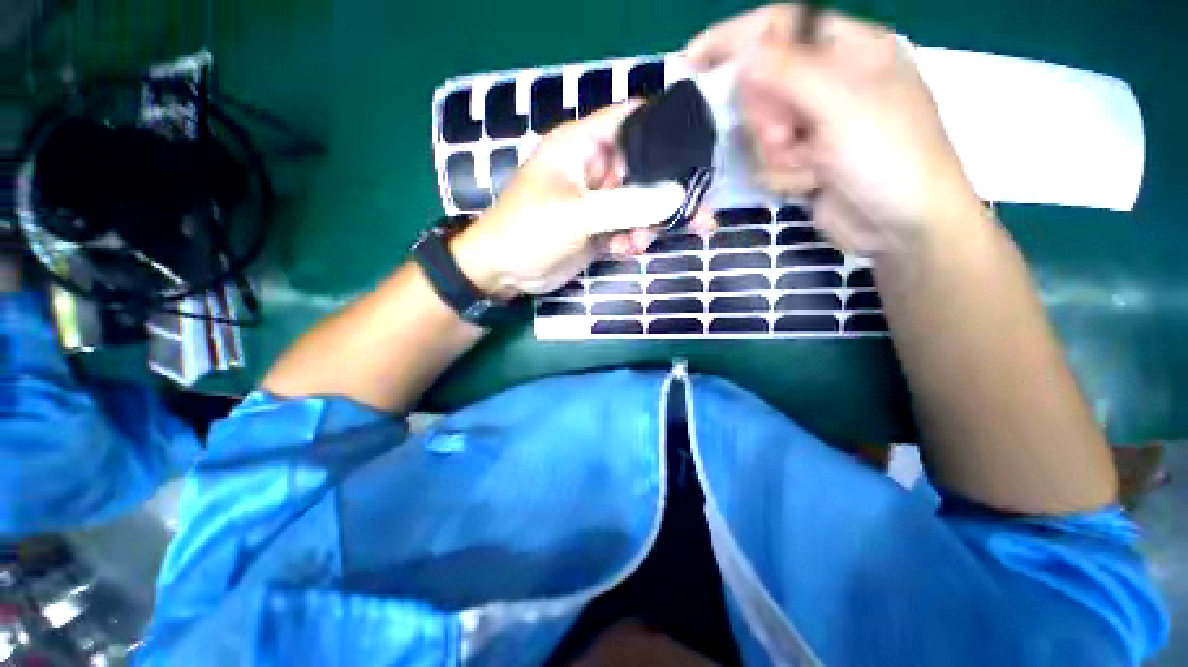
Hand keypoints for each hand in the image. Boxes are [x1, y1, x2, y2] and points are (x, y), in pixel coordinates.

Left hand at [450, 102, 711, 298]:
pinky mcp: (599, 229)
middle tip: (695, 213)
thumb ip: (627, 205)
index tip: (698, 150)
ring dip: (649, 223)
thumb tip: (677, 196)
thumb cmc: (530, 231)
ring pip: (639, 203)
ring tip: (642, 242)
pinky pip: (628, 228)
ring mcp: (597, 201)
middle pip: (643, 168)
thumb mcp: (578, 214)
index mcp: (582, 146)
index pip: (631, 120)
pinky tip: (628, 250)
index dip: (665, 128)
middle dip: (667, 192)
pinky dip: (633, 239)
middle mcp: (593, 168)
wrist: (505, 272)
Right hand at [686, 3, 984, 255]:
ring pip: (760, 131)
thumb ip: (790, 72)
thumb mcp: (842, 104)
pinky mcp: (801, 161)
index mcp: (847, 50)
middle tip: (788, 135)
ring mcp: (813, 126)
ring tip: (811, 165)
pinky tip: (811, 184)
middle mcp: (827, 83)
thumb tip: (744, 50)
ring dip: (777, 155)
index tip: (693, 61)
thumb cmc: (888, 156)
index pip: (779, 27)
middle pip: (761, 86)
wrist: (899, 227)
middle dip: (767, 118)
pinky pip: (766, 162)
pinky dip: (782, 176)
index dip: (734, 38)